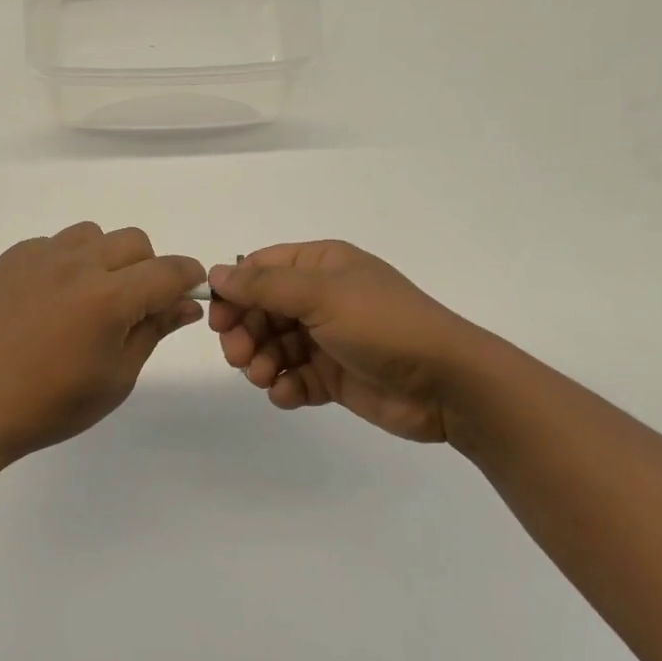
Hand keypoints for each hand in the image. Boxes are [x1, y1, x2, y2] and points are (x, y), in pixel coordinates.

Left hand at [0, 223, 204, 464]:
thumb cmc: (54, 403)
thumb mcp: (117, 377)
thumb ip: (154, 330)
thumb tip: (186, 304)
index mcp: (109, 299)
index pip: (168, 270)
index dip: (188, 277)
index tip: (188, 290)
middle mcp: (77, 265)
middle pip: (134, 242)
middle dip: (147, 268)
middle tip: (133, 305)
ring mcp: (40, 256)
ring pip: (93, 235)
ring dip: (105, 258)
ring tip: (89, 297)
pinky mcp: (13, 258)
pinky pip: (55, 244)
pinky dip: (66, 262)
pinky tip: (51, 299)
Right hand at [207, 241, 486, 443]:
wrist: (446, 383)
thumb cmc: (382, 325)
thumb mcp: (320, 295)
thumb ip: (264, 285)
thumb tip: (215, 274)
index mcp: (321, 265)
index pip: (260, 269)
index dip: (234, 292)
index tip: (218, 320)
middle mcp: (321, 297)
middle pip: (261, 310)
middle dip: (244, 332)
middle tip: (237, 356)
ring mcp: (327, 338)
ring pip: (273, 346)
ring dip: (259, 362)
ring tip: (264, 378)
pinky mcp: (334, 375)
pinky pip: (294, 377)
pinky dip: (284, 386)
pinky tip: (288, 395)